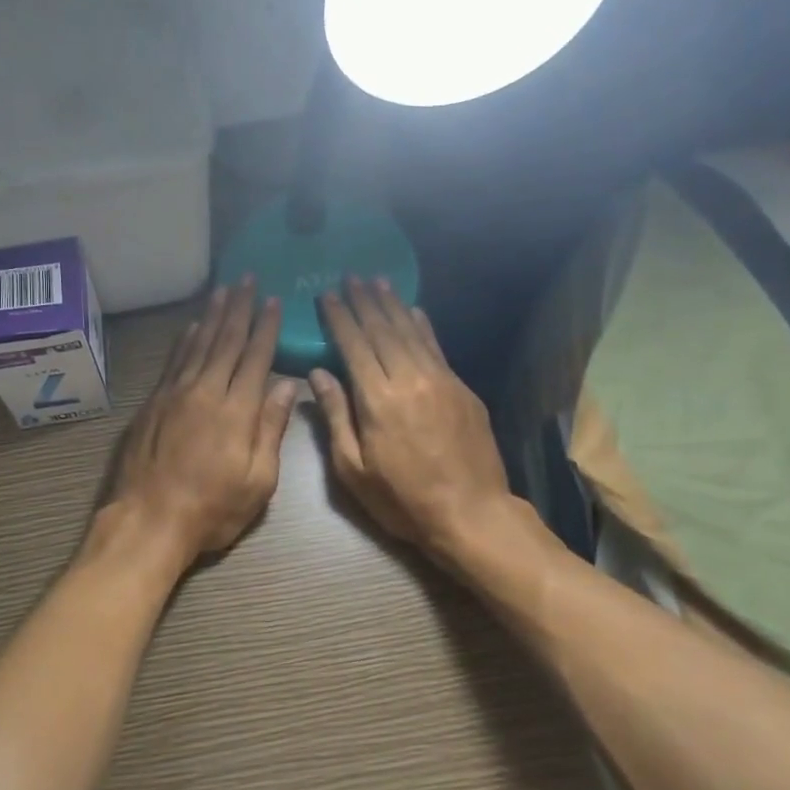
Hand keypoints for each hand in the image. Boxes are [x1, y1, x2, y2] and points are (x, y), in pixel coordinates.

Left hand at [108, 279, 296, 563]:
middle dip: (239, 309)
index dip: (266, 327)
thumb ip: (272, 429)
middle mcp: (206, 391)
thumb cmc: (212, 509)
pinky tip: (192, 326)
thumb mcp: (258, 481)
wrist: (148, 520)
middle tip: (247, 280)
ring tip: (223, 290)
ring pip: (198, 344)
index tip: (273, 301)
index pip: (256, 357)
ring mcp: (175, 394)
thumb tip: (287, 384)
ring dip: (212, 315)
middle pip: (226, 341)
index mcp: (237, 410)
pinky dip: (185, 339)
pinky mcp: (153, 403)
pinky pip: (173, 361)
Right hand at [310, 278, 516, 555]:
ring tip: (378, 281)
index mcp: (378, 400)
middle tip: (351, 276)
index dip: (340, 319)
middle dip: (364, 302)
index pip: (354, 346)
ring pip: (411, 332)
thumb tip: (317, 374)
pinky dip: (422, 326)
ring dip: (392, 305)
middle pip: (383, 331)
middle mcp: (410, 379)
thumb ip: (336, 417)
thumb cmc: (402, 499)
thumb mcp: (353, 469)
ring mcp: (441, 381)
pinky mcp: (462, 389)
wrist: (471, 514)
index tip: (327, 295)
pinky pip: (437, 347)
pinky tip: (414, 311)